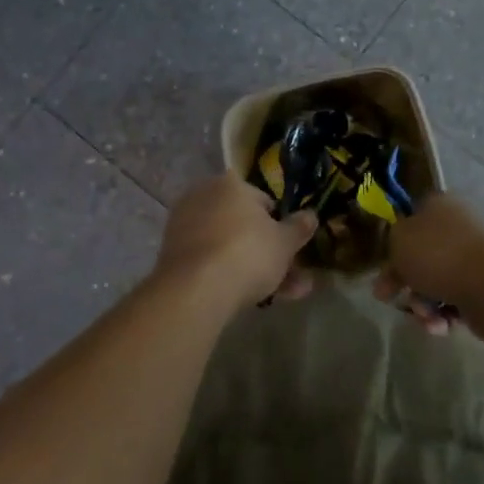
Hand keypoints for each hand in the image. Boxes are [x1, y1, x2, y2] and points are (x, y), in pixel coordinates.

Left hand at [152, 175, 317, 312]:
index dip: (281, 226)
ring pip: (229, 246)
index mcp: (231, 184)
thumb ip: (299, 227)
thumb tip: (311, 215)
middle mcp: (204, 196)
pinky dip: (228, 275)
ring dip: (254, 268)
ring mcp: (185, 225)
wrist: (196, 289)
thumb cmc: (248, 253)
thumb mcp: (285, 242)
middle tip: (292, 279)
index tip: (292, 250)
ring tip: (280, 297)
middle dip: (269, 252)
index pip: (263, 201)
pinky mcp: (172, 254)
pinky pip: (210, 260)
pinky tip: (248, 298)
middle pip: (244, 226)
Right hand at [374, 194, 483, 333]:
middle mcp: (457, 227)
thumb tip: (403, 250)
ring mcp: (473, 258)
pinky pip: (454, 301)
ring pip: (435, 283)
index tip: (382, 266)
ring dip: (422, 304)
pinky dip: (444, 315)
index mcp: (438, 205)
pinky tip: (442, 324)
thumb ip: (392, 241)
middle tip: (387, 298)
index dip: (394, 243)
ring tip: (425, 316)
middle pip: (421, 256)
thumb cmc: (436, 254)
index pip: (410, 219)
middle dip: (404, 282)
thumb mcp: (398, 238)